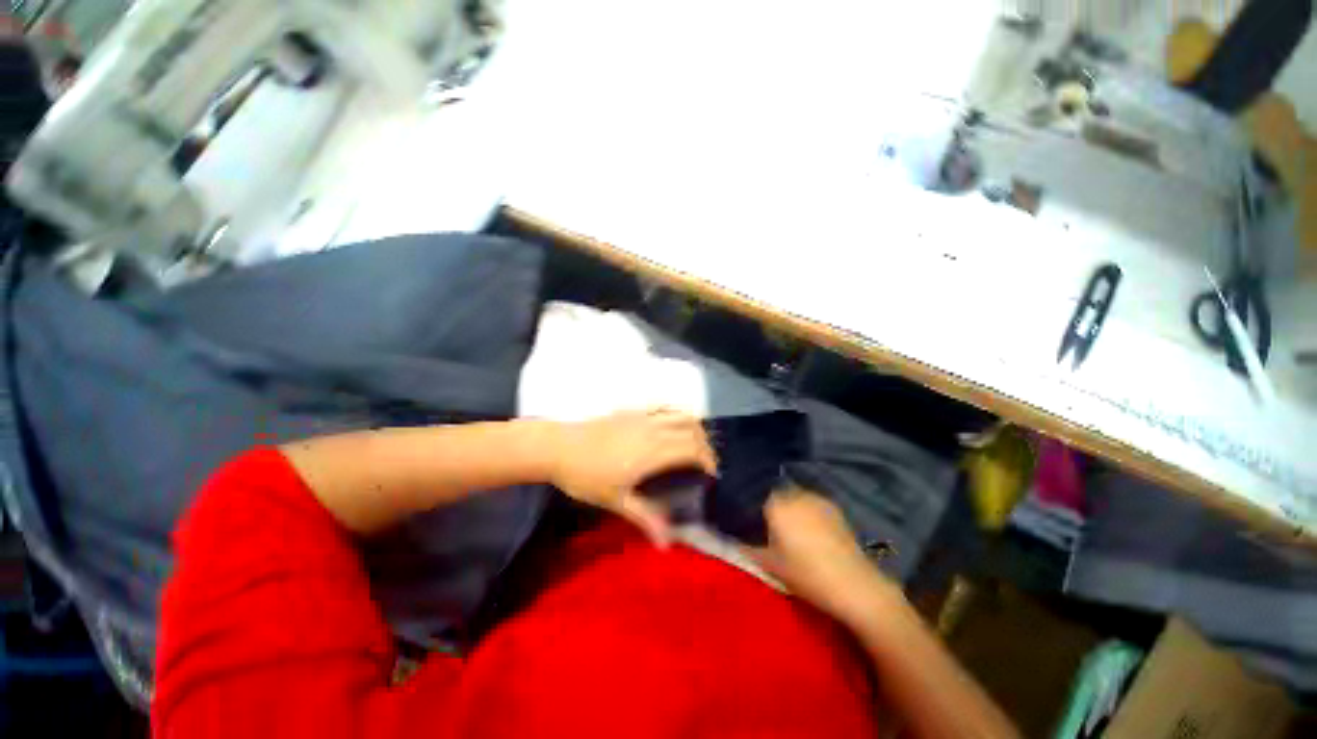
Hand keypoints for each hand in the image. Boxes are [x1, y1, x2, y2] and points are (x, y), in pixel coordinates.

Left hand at [547, 409, 717, 546]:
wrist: (558, 447)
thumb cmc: (586, 476)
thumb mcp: (616, 500)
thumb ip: (645, 518)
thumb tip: (667, 544)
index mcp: (653, 451)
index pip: (692, 449)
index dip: (708, 459)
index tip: (711, 474)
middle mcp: (654, 429)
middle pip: (691, 430)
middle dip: (705, 445)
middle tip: (705, 463)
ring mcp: (643, 416)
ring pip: (680, 414)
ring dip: (694, 427)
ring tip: (694, 443)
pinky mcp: (632, 410)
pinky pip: (662, 406)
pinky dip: (676, 413)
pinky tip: (673, 423)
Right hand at [748, 489, 898, 623]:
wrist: (853, 585)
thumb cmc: (805, 574)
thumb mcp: (769, 564)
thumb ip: (745, 547)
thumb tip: (729, 537)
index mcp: (775, 504)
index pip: (754, 492)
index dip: (749, 502)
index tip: (747, 514)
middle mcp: (794, 494)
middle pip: (774, 490)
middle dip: (768, 501)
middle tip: (766, 520)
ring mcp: (815, 498)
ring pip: (793, 494)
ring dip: (787, 504)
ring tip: (787, 523)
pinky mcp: (832, 507)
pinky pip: (810, 501)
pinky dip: (804, 508)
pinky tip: (808, 527)